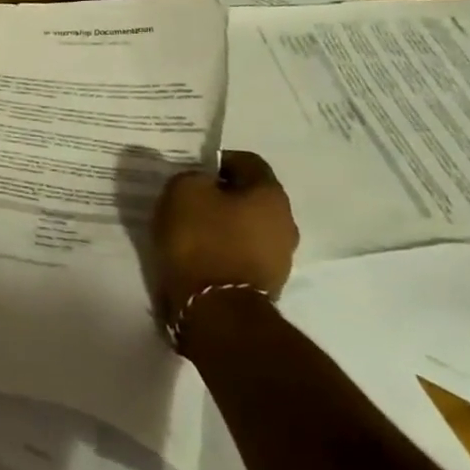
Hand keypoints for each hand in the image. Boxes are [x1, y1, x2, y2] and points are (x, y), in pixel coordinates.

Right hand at [150, 150, 298, 323]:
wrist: (215, 309)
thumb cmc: (202, 239)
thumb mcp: (183, 190)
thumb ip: (193, 176)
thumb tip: (202, 182)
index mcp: (271, 195)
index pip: (247, 161)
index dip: (217, 160)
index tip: (192, 170)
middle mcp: (285, 223)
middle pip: (249, 196)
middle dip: (220, 194)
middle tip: (188, 197)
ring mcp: (280, 257)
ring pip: (246, 226)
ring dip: (221, 223)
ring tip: (188, 228)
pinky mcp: (265, 283)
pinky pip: (241, 253)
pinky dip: (221, 249)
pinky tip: (196, 253)